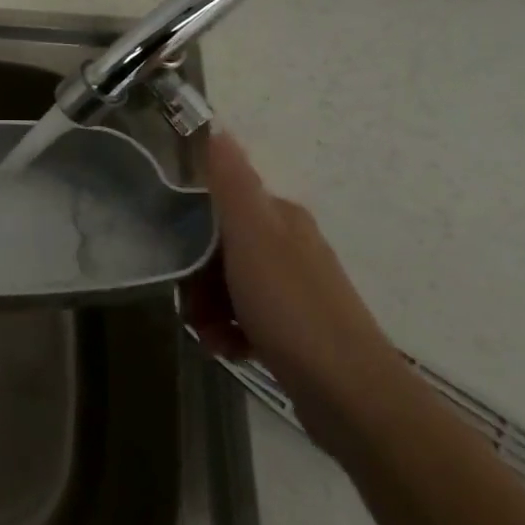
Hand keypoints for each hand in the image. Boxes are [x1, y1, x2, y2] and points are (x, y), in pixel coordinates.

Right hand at [187, 126, 401, 446]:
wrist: (351, 397)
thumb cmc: (292, 310)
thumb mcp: (252, 240)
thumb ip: (231, 185)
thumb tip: (217, 127)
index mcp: (279, 219)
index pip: (218, 203)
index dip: (189, 224)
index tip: (172, 250)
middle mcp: (288, 246)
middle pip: (219, 246)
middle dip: (196, 274)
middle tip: (189, 302)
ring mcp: (293, 289)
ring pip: (228, 285)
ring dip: (208, 307)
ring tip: (207, 333)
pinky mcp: (294, 329)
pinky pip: (245, 318)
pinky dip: (229, 332)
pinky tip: (226, 349)